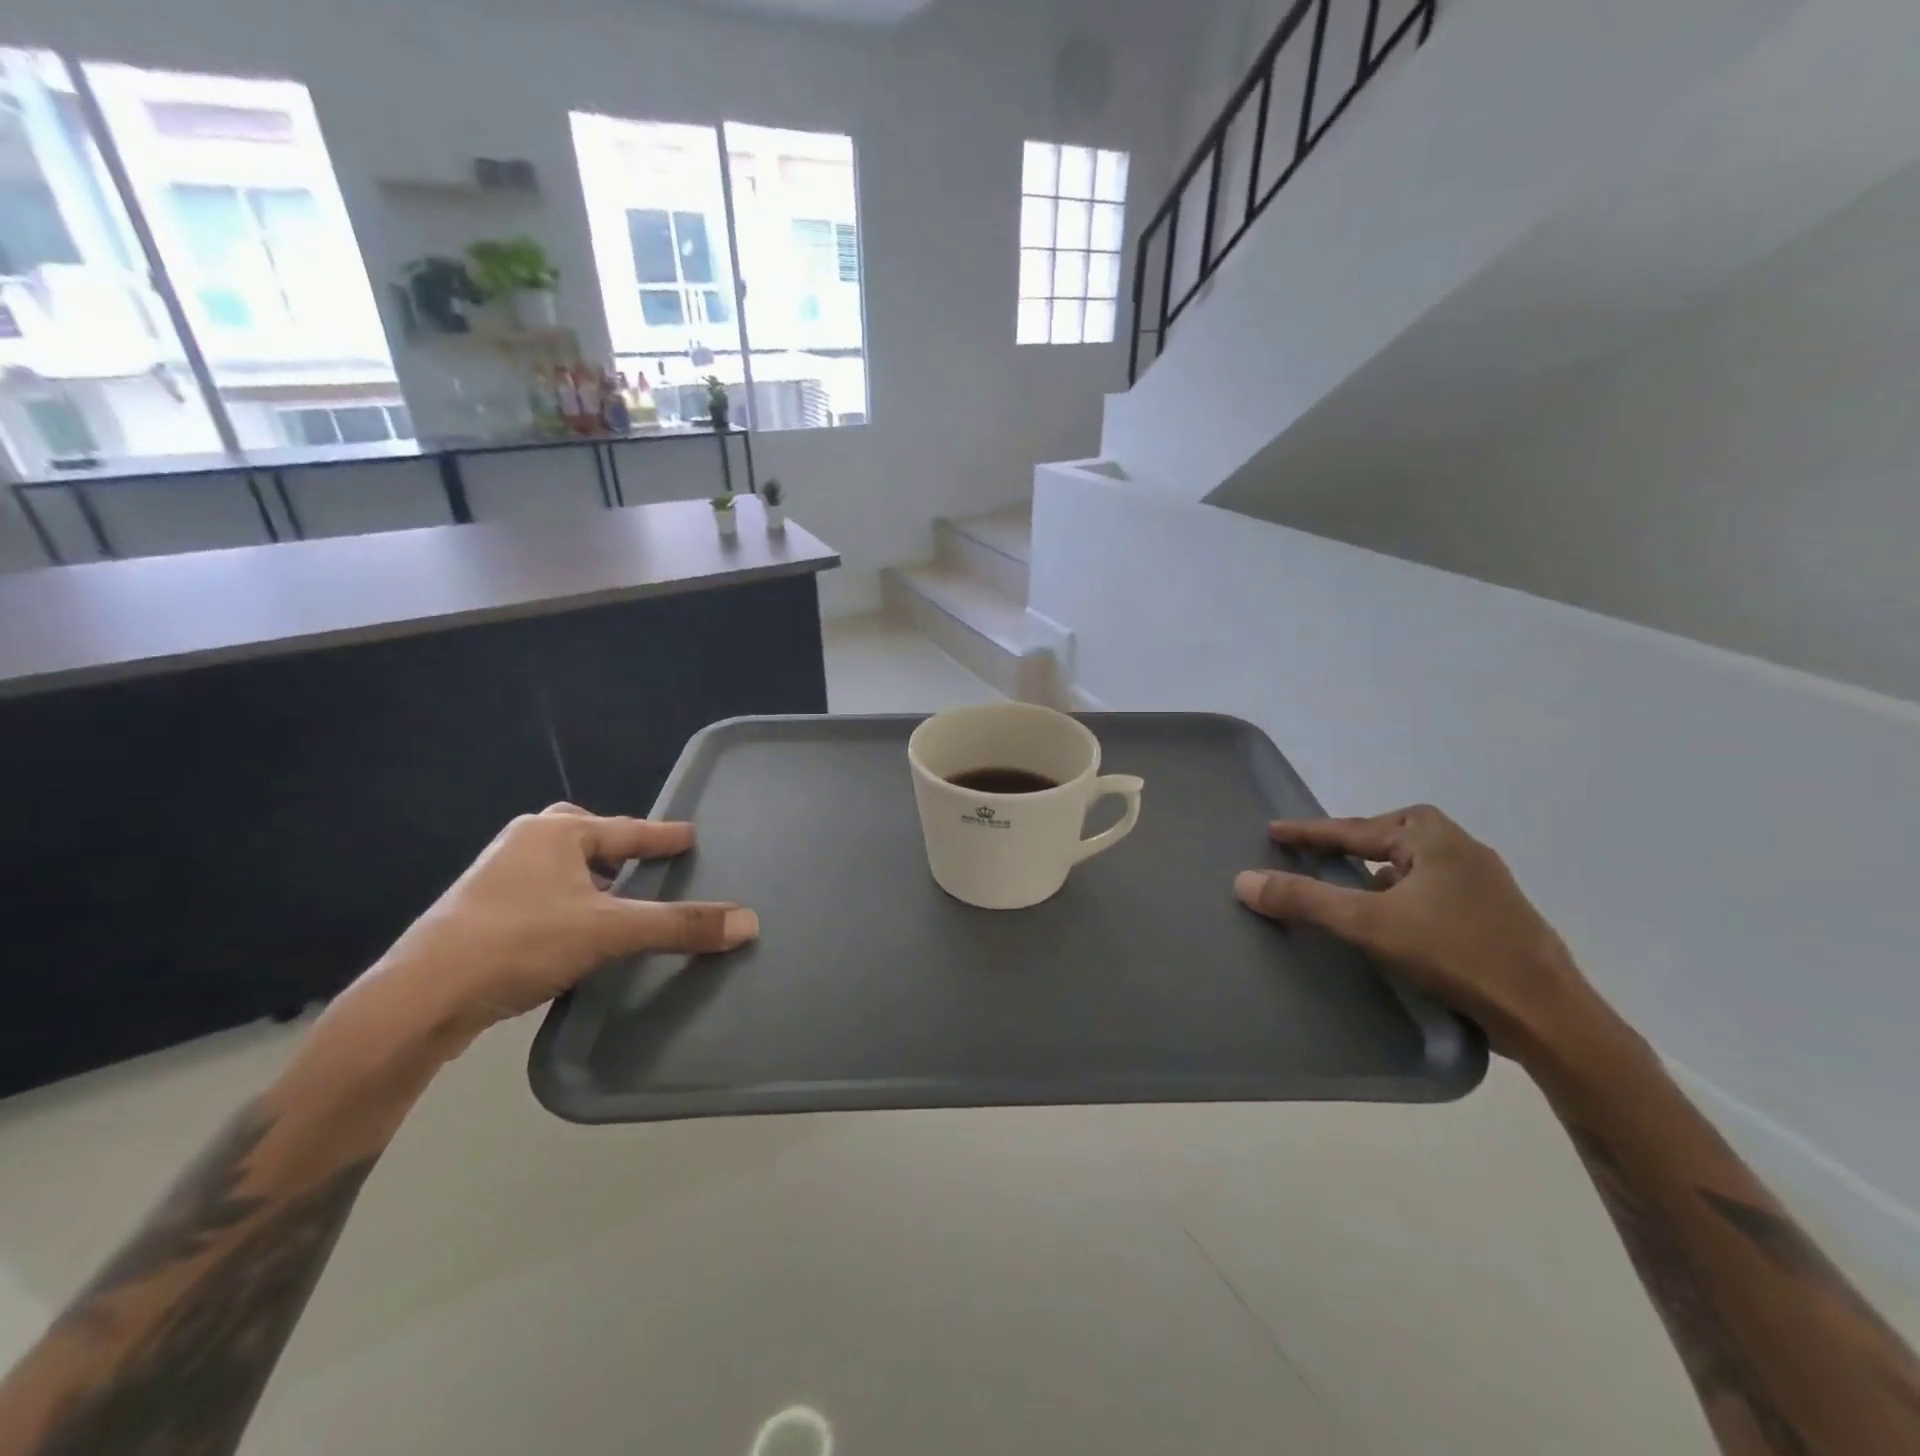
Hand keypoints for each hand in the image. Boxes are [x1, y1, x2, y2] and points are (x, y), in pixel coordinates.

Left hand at [335, 803, 757, 1060]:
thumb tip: (749, 922)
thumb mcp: (610, 931)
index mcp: (555, 833)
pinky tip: (576, 932)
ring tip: (617, 899)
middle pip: (583, 836)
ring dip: (589, 879)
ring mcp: (494, 878)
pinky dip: (566, 904)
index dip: (663, 836)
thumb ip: (679, 925)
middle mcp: (523, 844)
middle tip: (643, 862)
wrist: (418, 1000)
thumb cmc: (520, 942)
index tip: (690, 836)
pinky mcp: (477, 913)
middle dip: (614, 847)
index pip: (627, 830)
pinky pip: (540, 894)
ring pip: (558, 867)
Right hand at [1234, 805, 1600, 1059]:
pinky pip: (1430, 890)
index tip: (1273, 830)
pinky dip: (1402, 896)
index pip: (1353, 829)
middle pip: (1389, 837)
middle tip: (1317, 854)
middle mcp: (1460, 849)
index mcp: (1432, 837)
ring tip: (1350, 888)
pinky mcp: (1494, 916)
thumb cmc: (1455, 954)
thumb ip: (1305, 899)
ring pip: (1412, 866)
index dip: (1309, 832)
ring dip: (1379, 872)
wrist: (1549, 1017)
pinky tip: (1393, 921)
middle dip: (1352, 844)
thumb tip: (1243, 880)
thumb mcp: (1368, 923)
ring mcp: (1483, 883)